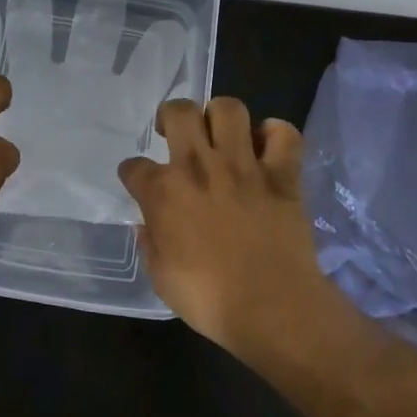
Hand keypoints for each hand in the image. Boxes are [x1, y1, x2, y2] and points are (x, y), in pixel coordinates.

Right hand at [119, 98, 340, 357]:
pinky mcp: (281, 174)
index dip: (133, 173)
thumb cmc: (209, 299)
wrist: (271, 307)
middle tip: (176, 134)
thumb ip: (151, 244)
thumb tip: (149, 225)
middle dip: (172, 115)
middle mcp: (198, 166)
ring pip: (228, 109)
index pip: (133, 166)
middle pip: (179, 112)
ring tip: (220, 134)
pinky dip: (275, 134)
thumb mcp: (160, 277)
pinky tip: (267, 146)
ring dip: (220, 116)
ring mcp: (242, 165)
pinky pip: (283, 134)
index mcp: (163, 192)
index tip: (139, 182)